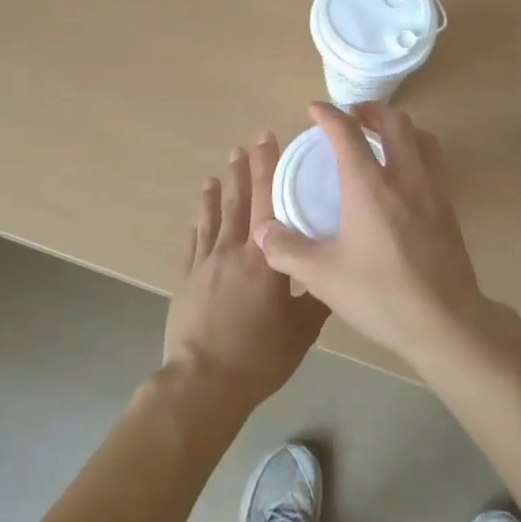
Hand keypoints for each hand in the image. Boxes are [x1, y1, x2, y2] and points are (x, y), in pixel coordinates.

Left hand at [163, 134, 328, 414]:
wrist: (204, 382)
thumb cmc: (259, 355)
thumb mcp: (303, 330)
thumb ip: (317, 298)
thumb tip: (333, 274)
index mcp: (265, 258)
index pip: (268, 200)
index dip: (268, 167)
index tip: (267, 139)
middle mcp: (234, 250)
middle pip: (238, 201)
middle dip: (243, 171)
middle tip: (243, 146)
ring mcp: (206, 263)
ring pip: (212, 218)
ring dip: (216, 193)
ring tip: (216, 174)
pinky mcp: (187, 280)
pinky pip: (193, 245)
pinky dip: (196, 227)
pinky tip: (195, 218)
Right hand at [256, 102, 488, 368]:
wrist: (446, 323)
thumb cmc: (381, 295)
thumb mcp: (323, 277)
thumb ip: (287, 250)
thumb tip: (262, 231)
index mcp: (370, 186)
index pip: (347, 133)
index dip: (328, 115)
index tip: (314, 109)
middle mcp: (404, 177)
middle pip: (393, 122)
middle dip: (370, 110)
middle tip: (351, 117)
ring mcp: (432, 189)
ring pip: (420, 136)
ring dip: (397, 126)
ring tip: (379, 137)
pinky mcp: (448, 207)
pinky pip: (432, 159)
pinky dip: (414, 148)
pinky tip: (402, 174)